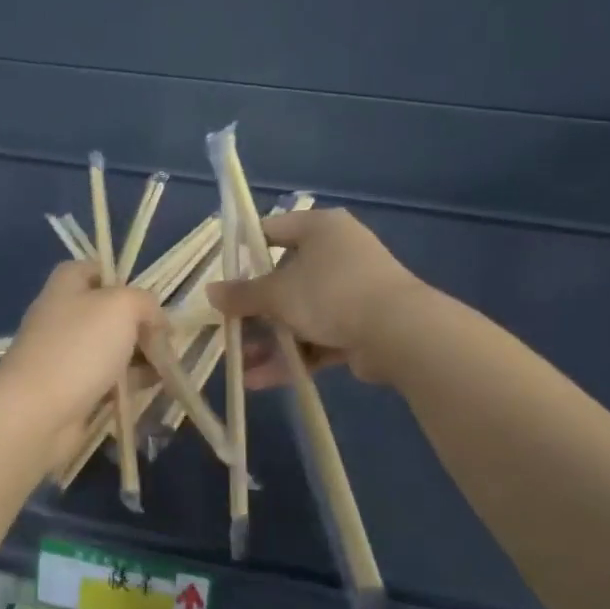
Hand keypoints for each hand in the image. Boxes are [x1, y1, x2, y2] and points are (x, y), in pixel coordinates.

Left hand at [0, 261, 165, 463]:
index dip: (127, 281)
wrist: (37, 412)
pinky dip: (130, 381)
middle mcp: (63, 314)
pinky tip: (154, 387)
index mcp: (67, 284)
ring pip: (113, 347)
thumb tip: (157, 321)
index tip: (152, 301)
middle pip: (111, 311)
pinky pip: (108, 378)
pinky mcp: (71, 387)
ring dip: (141, 356)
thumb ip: (146, 303)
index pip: (99, 269)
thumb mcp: (122, 307)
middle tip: (167, 341)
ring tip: (169, 368)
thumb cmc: (79, 347)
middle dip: (142, 325)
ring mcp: (65, 353)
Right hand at [206, 209, 424, 385]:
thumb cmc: (331, 293)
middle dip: (254, 312)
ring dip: (270, 340)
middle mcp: (337, 253)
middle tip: (228, 329)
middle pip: (283, 279)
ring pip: (300, 314)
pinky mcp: (361, 325)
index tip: (221, 277)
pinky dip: (293, 355)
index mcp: (320, 228)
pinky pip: (317, 336)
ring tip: (241, 365)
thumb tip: (209, 292)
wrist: (400, 333)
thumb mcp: (277, 293)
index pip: (271, 231)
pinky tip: (262, 379)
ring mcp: (351, 291)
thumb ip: (242, 294)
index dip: (243, 252)